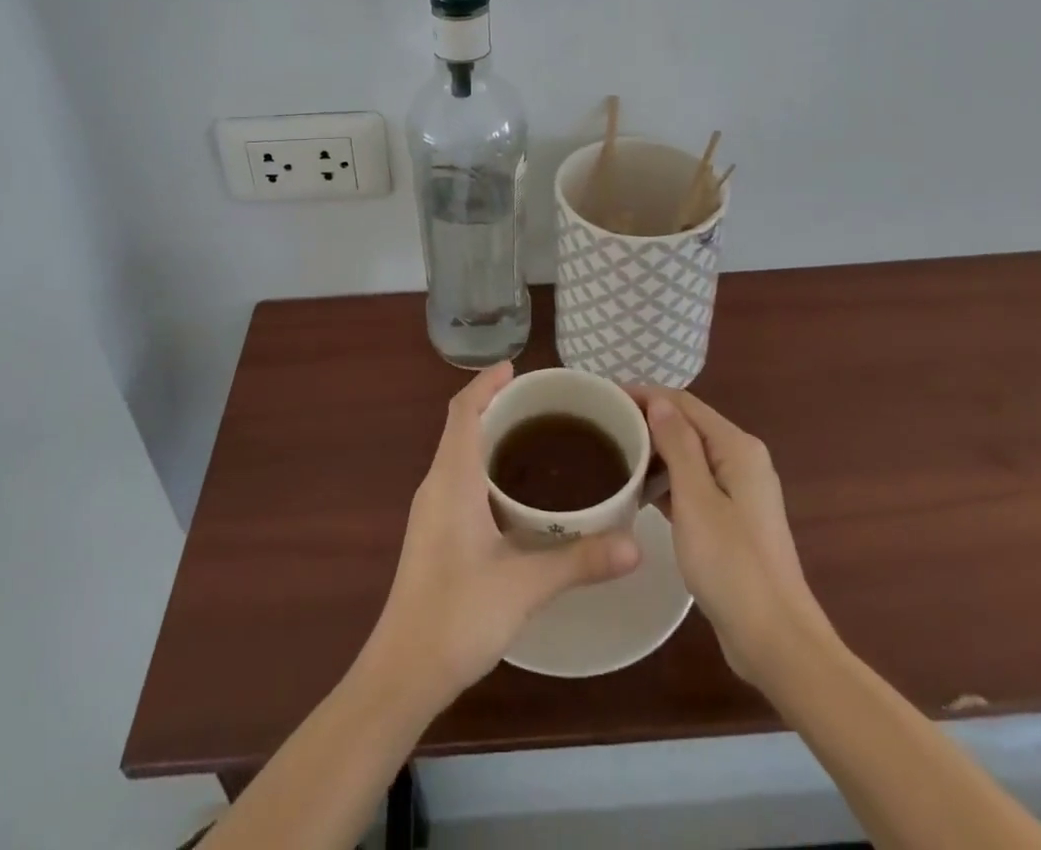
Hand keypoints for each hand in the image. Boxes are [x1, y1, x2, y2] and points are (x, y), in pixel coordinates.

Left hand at [361, 362, 640, 706]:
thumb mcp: (524, 586)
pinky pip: (459, 480)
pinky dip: (485, 466)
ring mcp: (431, 511)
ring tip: (535, 437)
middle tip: (541, 403)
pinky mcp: (434, 534)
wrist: (403, 672)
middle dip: (494, 406)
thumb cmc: (457, 615)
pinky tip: (516, 493)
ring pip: (459, 454)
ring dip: (489, 436)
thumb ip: (580, 560)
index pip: (462, 411)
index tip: (516, 368)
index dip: (485, 384)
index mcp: (451, 480)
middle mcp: (436, 485)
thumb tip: (637, 544)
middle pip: (461, 427)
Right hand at [634, 386, 837, 685]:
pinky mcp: (731, 519)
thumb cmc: (732, 565)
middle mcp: (741, 460)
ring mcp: (738, 491)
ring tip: (611, 454)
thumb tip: (658, 401)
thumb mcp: (696, 500)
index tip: (604, 396)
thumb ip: (677, 445)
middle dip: (646, 421)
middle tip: (601, 426)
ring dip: (653, 452)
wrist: (775, 641)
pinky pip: (692, 484)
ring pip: (688, 456)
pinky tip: (637, 492)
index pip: (683, 402)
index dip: (644, 394)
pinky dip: (666, 481)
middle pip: (687, 425)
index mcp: (737, 448)